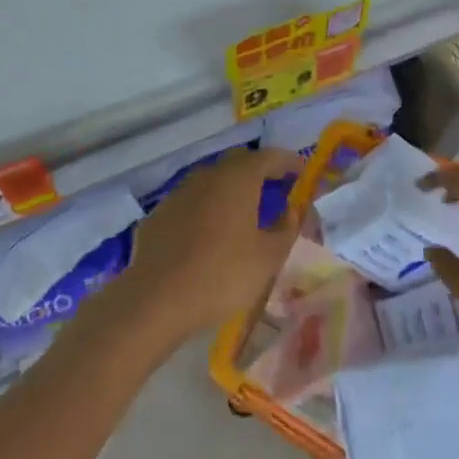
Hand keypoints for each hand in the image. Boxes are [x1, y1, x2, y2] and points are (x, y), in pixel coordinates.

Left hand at [112, 146, 304, 348]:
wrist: (155, 300)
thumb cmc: (222, 275)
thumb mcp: (268, 257)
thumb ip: (286, 229)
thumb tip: (290, 211)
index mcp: (237, 180)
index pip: (269, 157)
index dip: (289, 162)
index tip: (304, 171)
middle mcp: (206, 177)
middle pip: (238, 163)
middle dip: (259, 172)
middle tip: (277, 189)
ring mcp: (177, 195)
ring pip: (211, 182)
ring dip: (231, 190)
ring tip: (245, 212)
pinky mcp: (157, 217)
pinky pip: (190, 204)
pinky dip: (207, 209)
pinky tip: (210, 233)